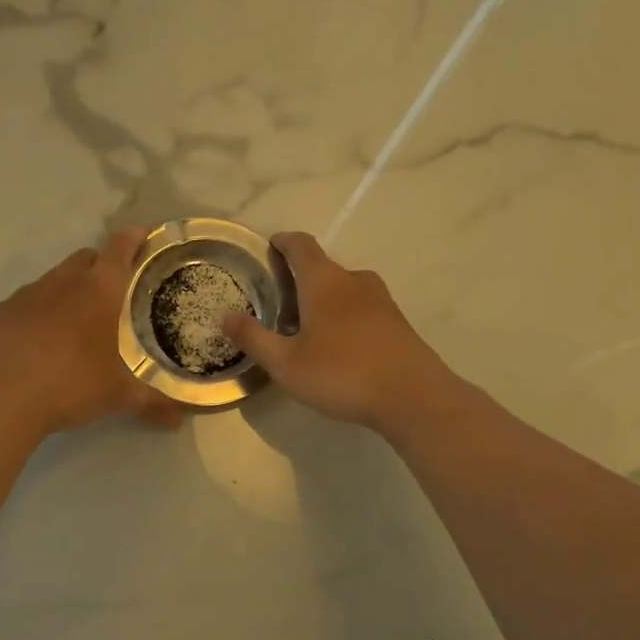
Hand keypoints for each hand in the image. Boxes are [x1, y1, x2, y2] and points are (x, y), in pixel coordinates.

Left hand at [0, 227, 183, 436]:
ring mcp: (26, 294)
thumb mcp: (118, 396)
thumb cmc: (71, 385)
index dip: (134, 237)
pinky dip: (35, 314)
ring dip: (66, 291)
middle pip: (85, 258)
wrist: (1, 398)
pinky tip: (35, 342)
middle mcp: (63, 281)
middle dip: (100, 266)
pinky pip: (23, 304)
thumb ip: (153, 403)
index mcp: (100, 290)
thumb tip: (182, 418)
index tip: (143, 235)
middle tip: (111, 292)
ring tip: (73, 323)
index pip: (121, 247)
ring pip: (52, 279)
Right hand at [223, 232, 455, 431]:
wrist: (414, 397)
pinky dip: (345, 314)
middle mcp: (354, 281)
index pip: (301, 245)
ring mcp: (381, 301)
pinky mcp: (397, 323)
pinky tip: (339, 344)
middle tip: (279, 300)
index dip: (283, 242)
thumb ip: (254, 338)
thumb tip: (225, 315)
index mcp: (324, 282)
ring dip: (325, 297)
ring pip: (345, 287)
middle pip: (323, 266)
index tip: (270, 246)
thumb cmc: (343, 374)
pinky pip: (363, 307)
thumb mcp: (286, 364)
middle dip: (300, 277)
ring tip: (307, 324)